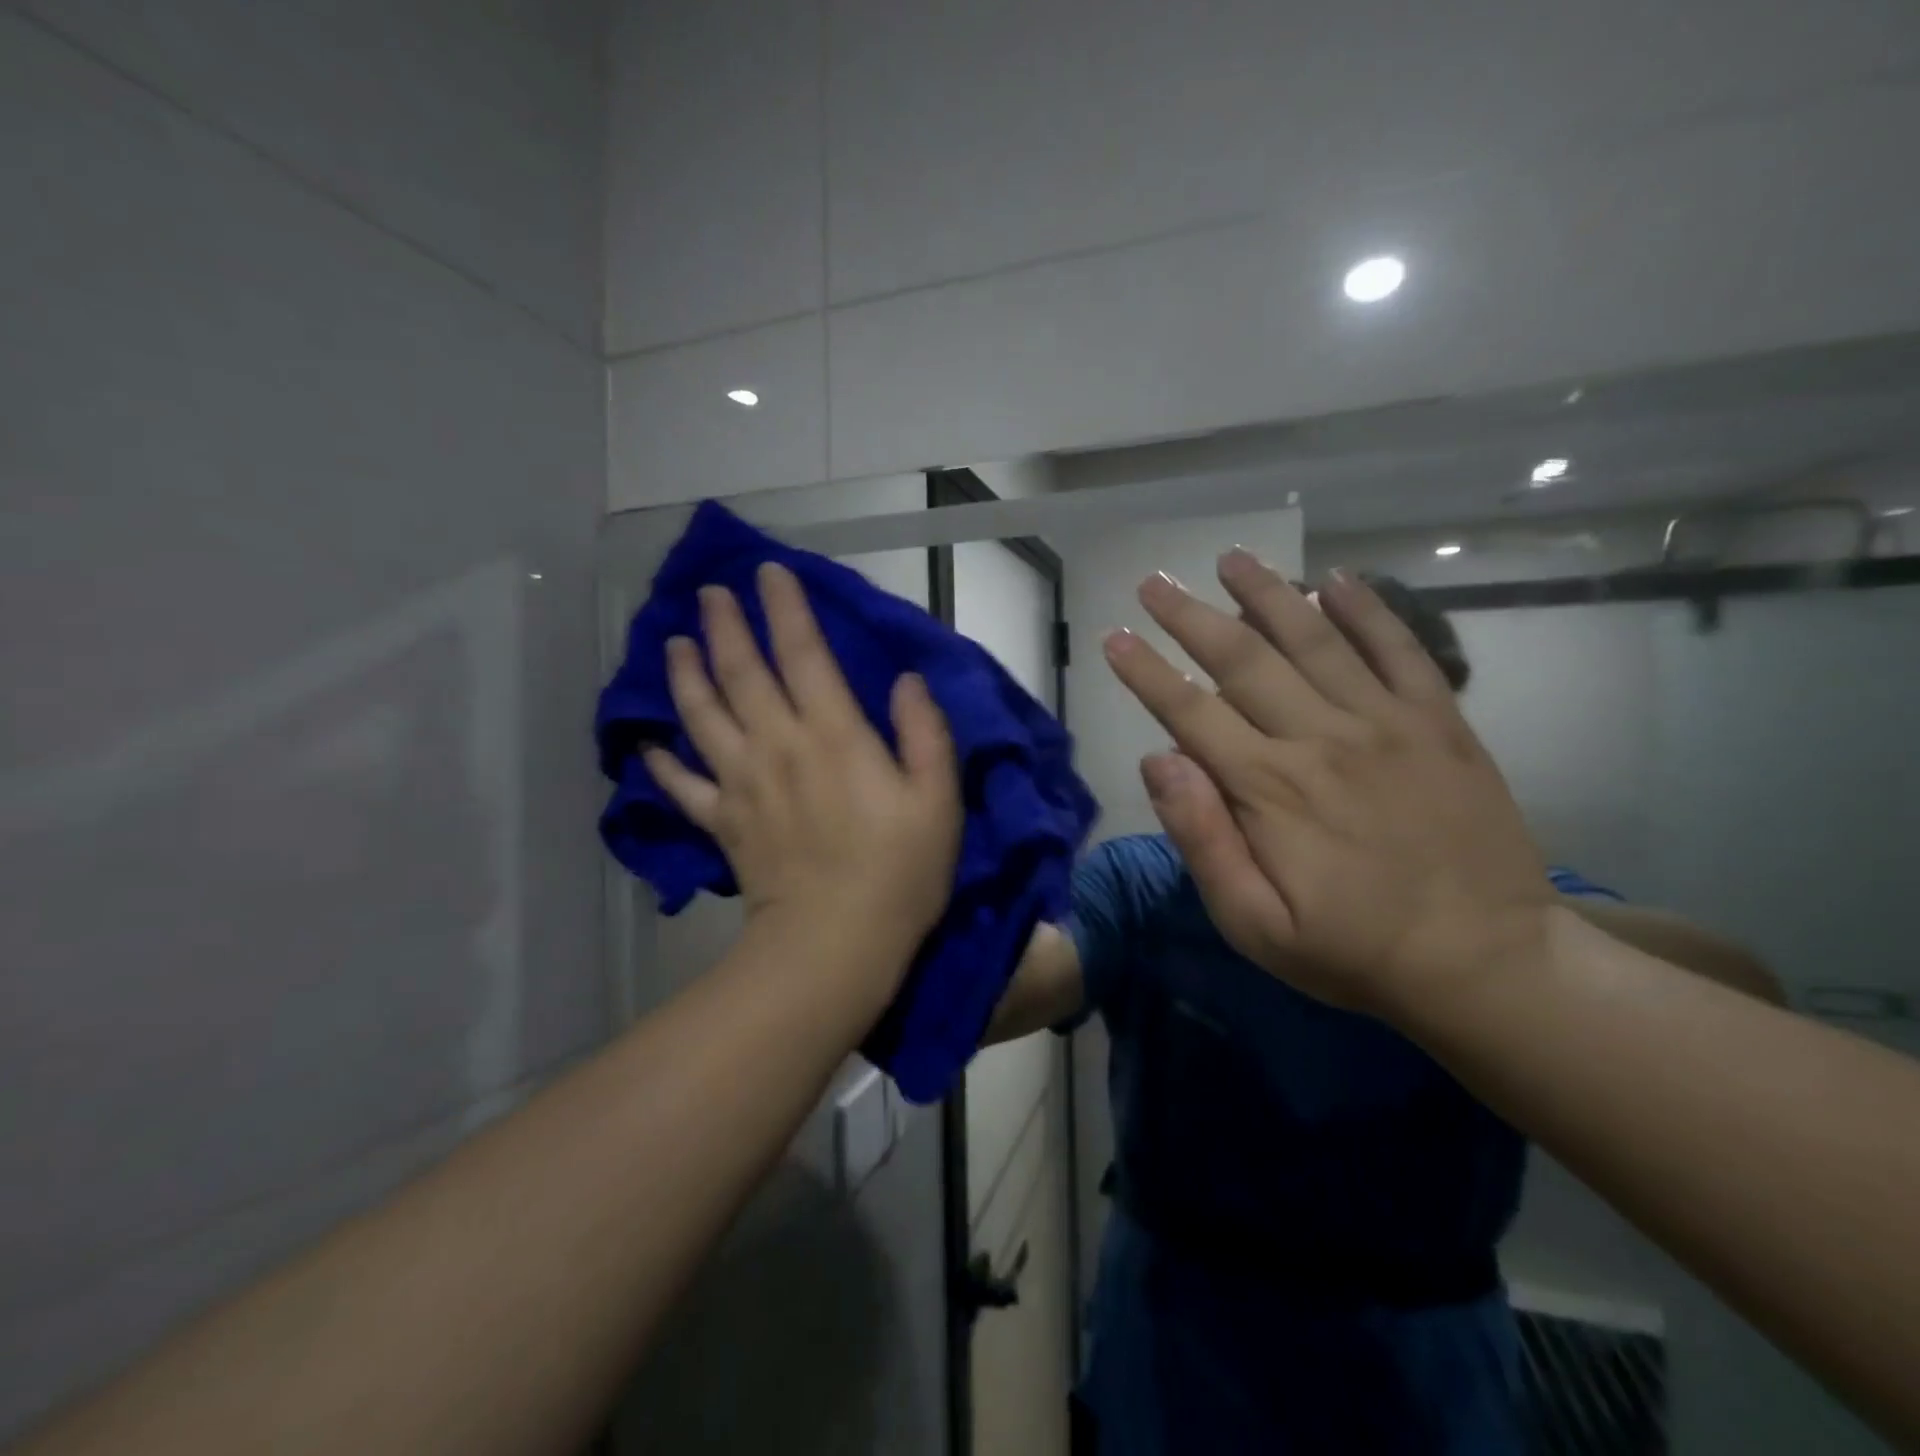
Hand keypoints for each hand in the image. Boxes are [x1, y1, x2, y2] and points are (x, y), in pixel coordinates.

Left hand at [645, 562, 961, 971]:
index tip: (769, 573)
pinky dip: (663, 764)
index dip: (786, 609)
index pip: (803, 654)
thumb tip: (906, 680)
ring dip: (685, 675)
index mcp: (834, 735)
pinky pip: (683, 786)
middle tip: (709, 593)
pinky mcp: (723, 823)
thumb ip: (925, 733)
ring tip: (673, 643)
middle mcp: (779, 746)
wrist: (836, 943)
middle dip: (725, 626)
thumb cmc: (899, 872)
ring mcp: (743, 784)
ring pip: (703, 715)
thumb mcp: (938, 800)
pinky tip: (650, 745)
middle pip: (742, 673)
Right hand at [1102, 552, 1553, 1018]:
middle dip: (1189, 616)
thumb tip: (1157, 760)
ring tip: (1231, 557)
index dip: (1146, 672)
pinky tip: (1336, 579)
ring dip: (1266, 593)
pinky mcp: (1440, 722)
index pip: (1189, 712)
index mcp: (1269, 788)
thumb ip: (1201, 839)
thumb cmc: (1353, 950)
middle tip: (1155, 581)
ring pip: (1314, 638)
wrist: (1486, 962)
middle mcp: (1321, 738)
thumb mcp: (1254, 923)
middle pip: (1242, 659)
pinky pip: (1400, 649)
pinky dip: (1368, 609)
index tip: (1115, 637)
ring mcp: (1386, 722)